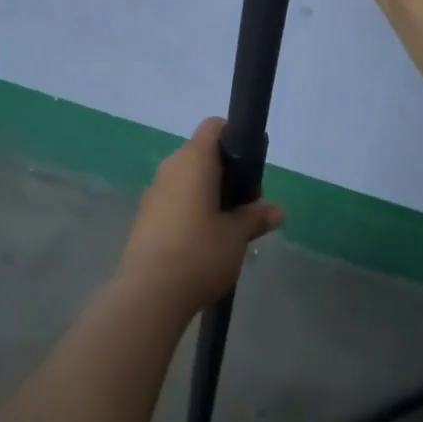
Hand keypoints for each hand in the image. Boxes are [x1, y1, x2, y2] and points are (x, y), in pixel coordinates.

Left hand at [116, 118, 283, 314]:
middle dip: (227, 173)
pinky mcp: (145, 216)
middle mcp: (171, 167)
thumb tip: (278, 211)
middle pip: (202, 154)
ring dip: (208, 193)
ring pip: (187, 179)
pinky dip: (191, 209)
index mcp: (194, 160)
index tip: (251, 166)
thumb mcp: (236, 236)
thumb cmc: (199, 253)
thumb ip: (256, 217)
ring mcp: (154, 192)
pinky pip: (174, 199)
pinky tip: (203, 241)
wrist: (149, 294)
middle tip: (247, 204)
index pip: (214, 127)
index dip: (235, 137)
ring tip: (228, 227)